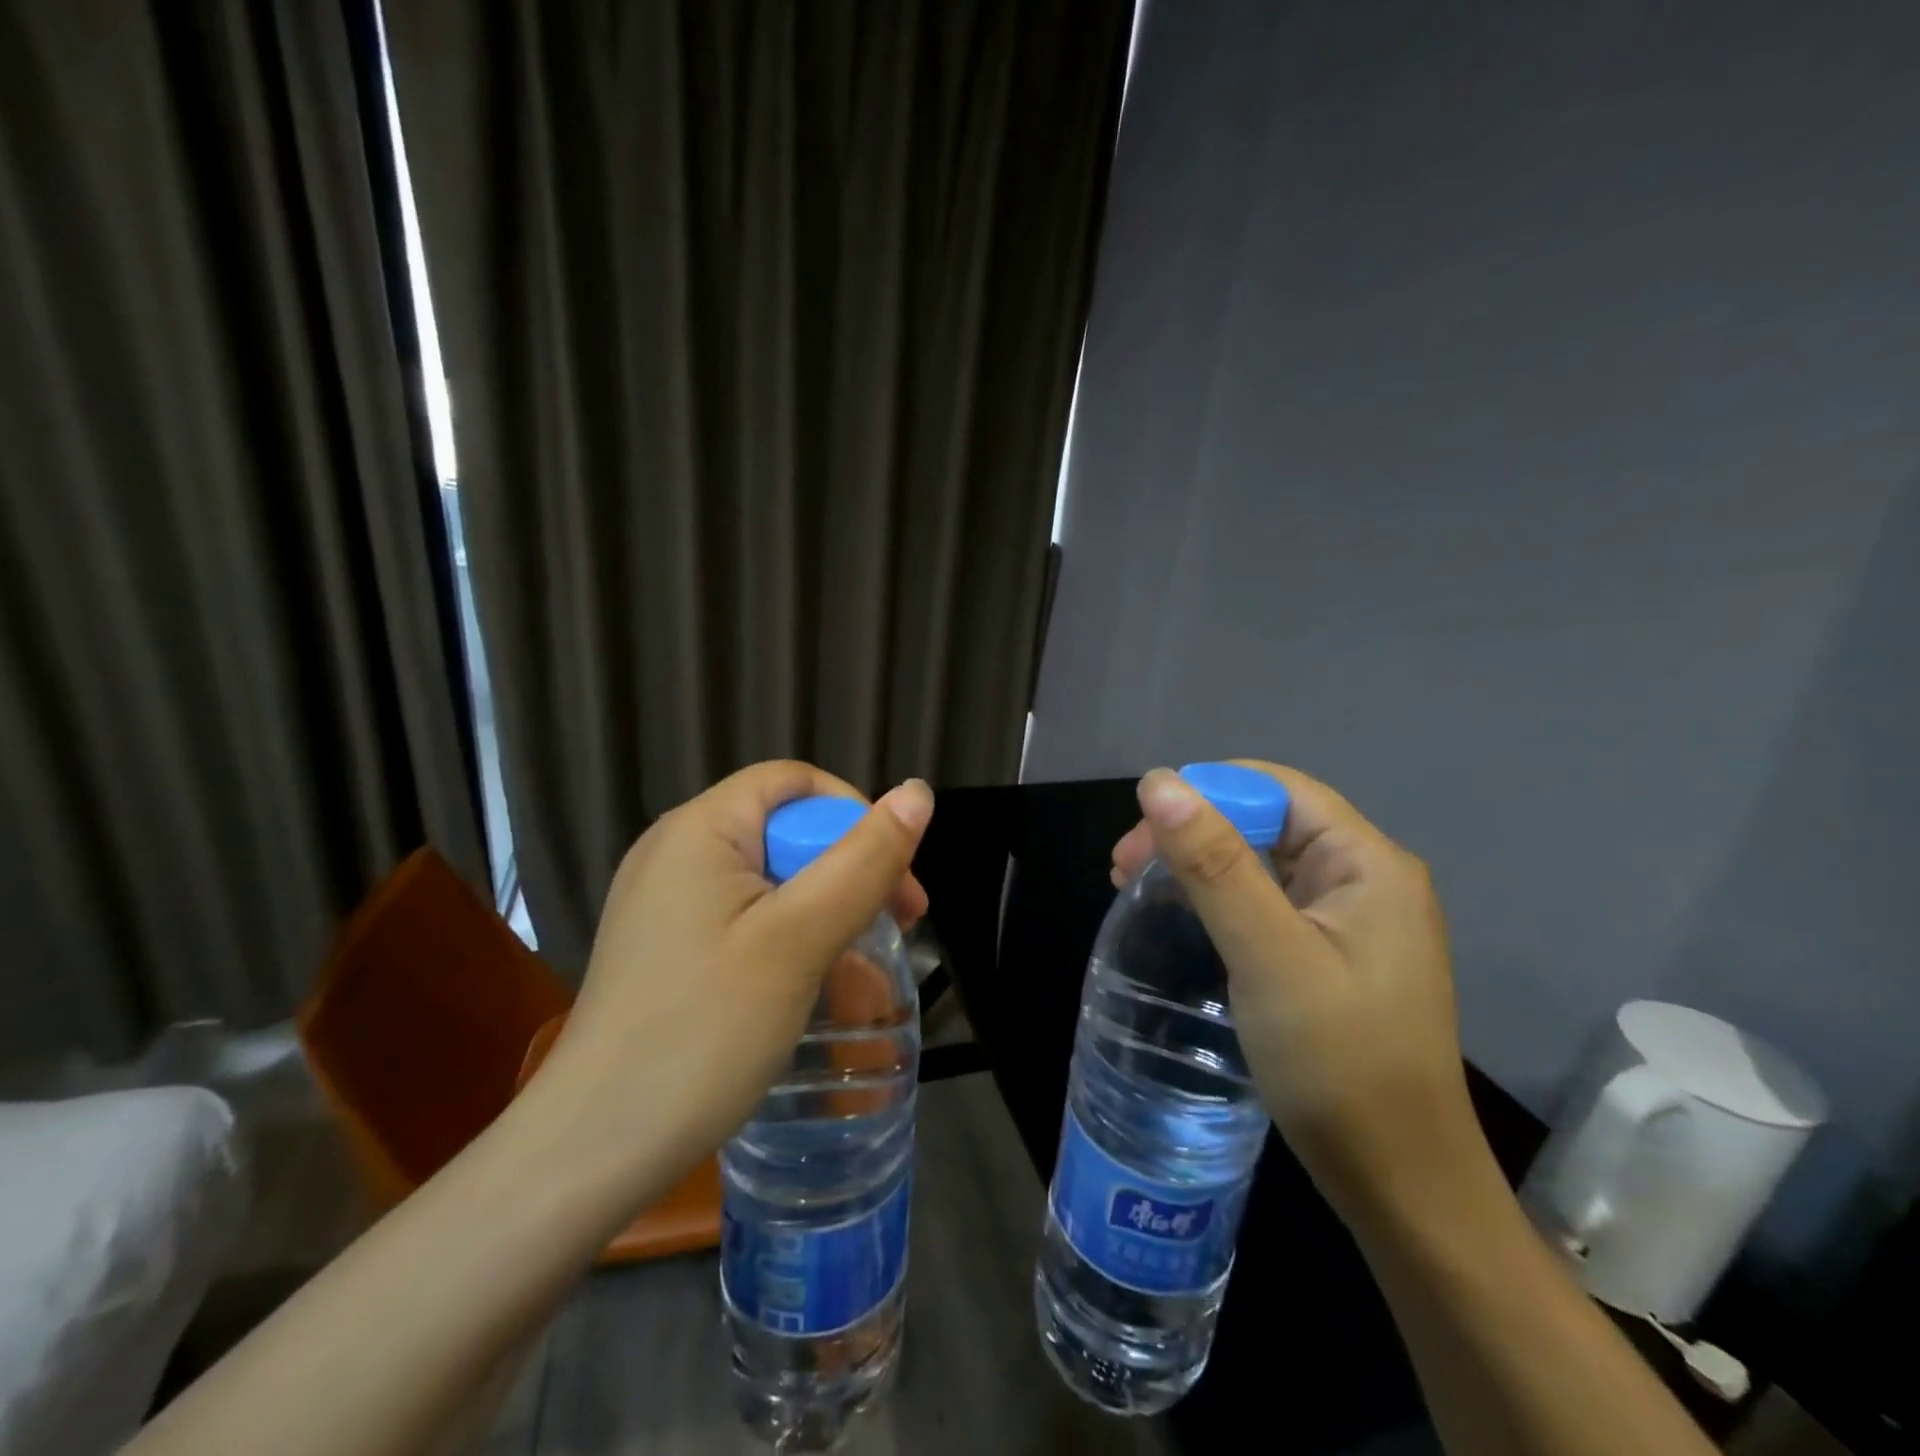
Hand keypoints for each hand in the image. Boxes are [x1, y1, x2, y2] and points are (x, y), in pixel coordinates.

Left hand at [531, 761, 933, 1207]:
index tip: (894, 878)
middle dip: (849, 868)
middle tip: (899, 926)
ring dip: (827, 908)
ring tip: (865, 964)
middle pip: (786, 828)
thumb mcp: (800, 939)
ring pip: (771, 877)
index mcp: (701, 828)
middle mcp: (677, 850)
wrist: (593, 1150)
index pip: (796, 782)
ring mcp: (667, 900)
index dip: (855, 814)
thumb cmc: (705, 1030)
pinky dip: (790, 936)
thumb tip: (918, 791)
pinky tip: (814, 984)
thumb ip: (864, 860)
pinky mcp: (667, 945)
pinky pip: (745, 916)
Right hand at [1114, 763, 1494, 1229]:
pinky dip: (1218, 898)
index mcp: (1367, 862)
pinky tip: (1182, 916)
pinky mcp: (1333, 954)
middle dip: (1192, 831)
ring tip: (1135, 888)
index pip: (1275, 789)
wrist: (1400, 1184)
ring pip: (1263, 861)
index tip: (1140, 836)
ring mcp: (1351, 919)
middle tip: (1122, 869)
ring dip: (1198, 864)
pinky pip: (1268, 901)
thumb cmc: (1338, 1063)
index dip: (1203, 795)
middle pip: (1266, 821)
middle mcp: (1366, 878)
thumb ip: (1215, 864)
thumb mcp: (1268, 955)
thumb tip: (1160, 782)